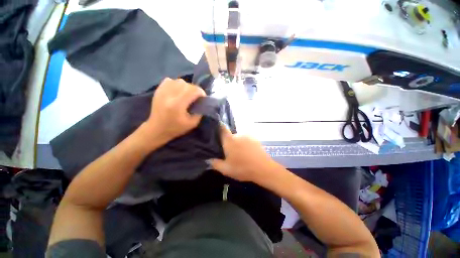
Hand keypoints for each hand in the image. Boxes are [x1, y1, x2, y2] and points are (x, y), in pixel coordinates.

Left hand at [143, 78, 205, 144]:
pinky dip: (176, 84)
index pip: (193, 90)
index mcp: (178, 105)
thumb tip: (202, 102)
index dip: (201, 92)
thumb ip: (200, 112)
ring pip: (179, 81)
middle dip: (195, 89)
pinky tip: (177, 91)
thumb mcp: (192, 124)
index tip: (203, 98)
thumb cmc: (175, 128)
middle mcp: (169, 95)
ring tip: (187, 94)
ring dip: (186, 86)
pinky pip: (170, 80)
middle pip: (187, 84)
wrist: (157, 129)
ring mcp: (162, 91)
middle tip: (196, 97)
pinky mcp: (158, 90)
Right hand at [210, 125, 275, 182]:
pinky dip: (245, 144)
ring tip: (240, 154)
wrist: (263, 169)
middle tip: (230, 153)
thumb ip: (215, 163)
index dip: (218, 127)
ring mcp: (248, 136)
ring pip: (239, 138)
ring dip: (237, 144)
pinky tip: (247, 153)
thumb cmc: (243, 168)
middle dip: (229, 142)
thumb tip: (208, 159)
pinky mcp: (255, 139)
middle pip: (230, 135)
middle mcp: (238, 135)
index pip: (222, 128)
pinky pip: (246, 140)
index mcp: (230, 140)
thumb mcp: (226, 169)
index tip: (216, 131)